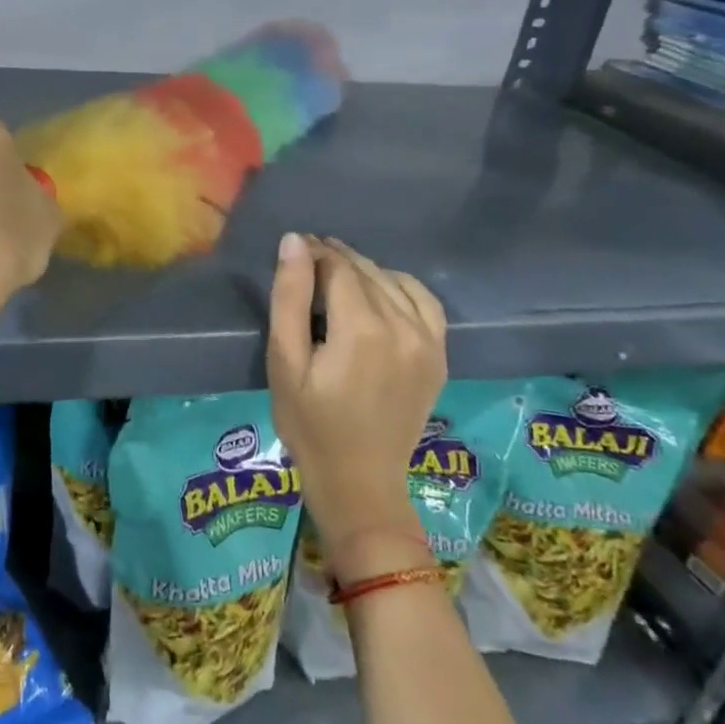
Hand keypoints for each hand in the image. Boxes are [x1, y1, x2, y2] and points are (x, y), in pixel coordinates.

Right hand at [267, 233, 447, 578]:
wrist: (360, 481)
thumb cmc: (310, 424)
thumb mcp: (285, 362)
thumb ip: (290, 298)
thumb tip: (295, 242)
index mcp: (363, 329)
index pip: (339, 267)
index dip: (315, 252)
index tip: (294, 249)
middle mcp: (404, 326)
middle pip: (367, 270)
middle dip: (335, 259)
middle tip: (307, 260)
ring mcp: (429, 341)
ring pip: (395, 281)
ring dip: (365, 271)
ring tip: (337, 277)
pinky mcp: (439, 355)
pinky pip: (425, 302)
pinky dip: (400, 286)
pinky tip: (380, 292)